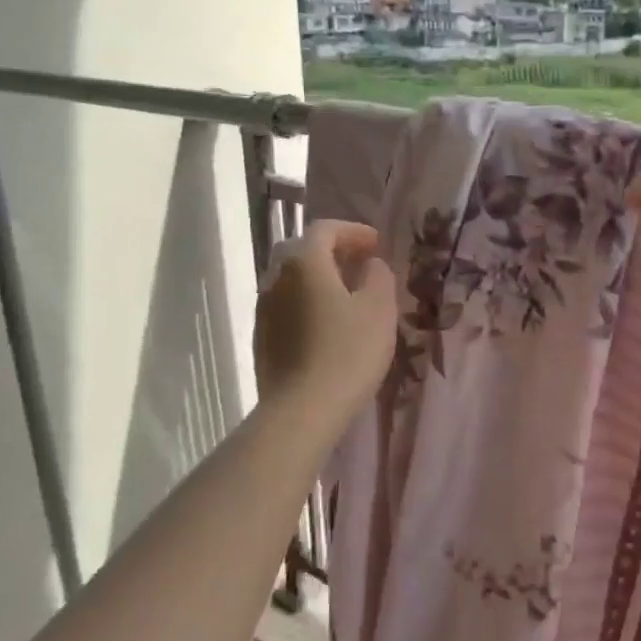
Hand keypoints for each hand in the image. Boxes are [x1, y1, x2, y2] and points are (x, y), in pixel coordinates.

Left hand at [254, 219, 397, 419]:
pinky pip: (287, 307)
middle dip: (333, 252)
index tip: (376, 244)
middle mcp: (276, 279)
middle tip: (360, 264)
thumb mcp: (379, 308)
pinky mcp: (262, 340)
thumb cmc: (347, 352)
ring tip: (347, 295)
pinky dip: (308, 303)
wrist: (301, 411)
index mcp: (304, 263)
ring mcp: (264, 311)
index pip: (325, 230)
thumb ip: (378, 276)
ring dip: (319, 279)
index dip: (353, 231)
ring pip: (293, 281)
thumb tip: (370, 264)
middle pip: (303, 252)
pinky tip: (327, 326)